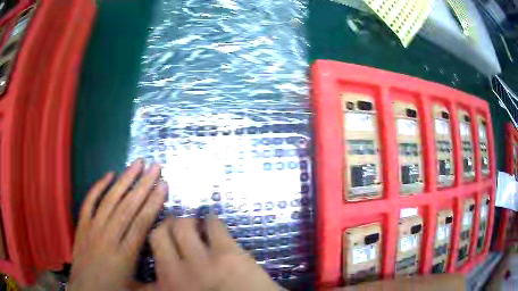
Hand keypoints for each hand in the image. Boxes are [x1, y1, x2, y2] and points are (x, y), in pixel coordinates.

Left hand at [69, 159, 166, 290]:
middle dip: (143, 185)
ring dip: (124, 180)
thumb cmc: (112, 290)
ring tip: (137, 163)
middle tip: (155, 166)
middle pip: (127, 207)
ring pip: (110, 200)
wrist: (85, 290)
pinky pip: (89, 201)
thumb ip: (157, 281)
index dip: (153, 203)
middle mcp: (108, 237)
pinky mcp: (82, 225)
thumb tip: (176, 271)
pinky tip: (109, 173)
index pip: (141, 223)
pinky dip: (98, 186)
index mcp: (124, 255)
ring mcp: (92, 228)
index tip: (163, 185)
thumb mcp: (138, 290)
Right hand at [150, 216, 281, 290]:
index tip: (153, 242)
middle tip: (174, 228)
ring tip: (193, 225)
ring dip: (186, 221)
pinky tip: (212, 222)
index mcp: (167, 287)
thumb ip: (168, 288)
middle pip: (159, 234)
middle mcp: (176, 272)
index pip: (142, 259)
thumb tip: (155, 279)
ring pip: (182, 224)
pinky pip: (212, 225)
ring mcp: (202, 261)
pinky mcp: (227, 253)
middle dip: (165, 227)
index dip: (144, 246)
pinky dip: (211, 220)